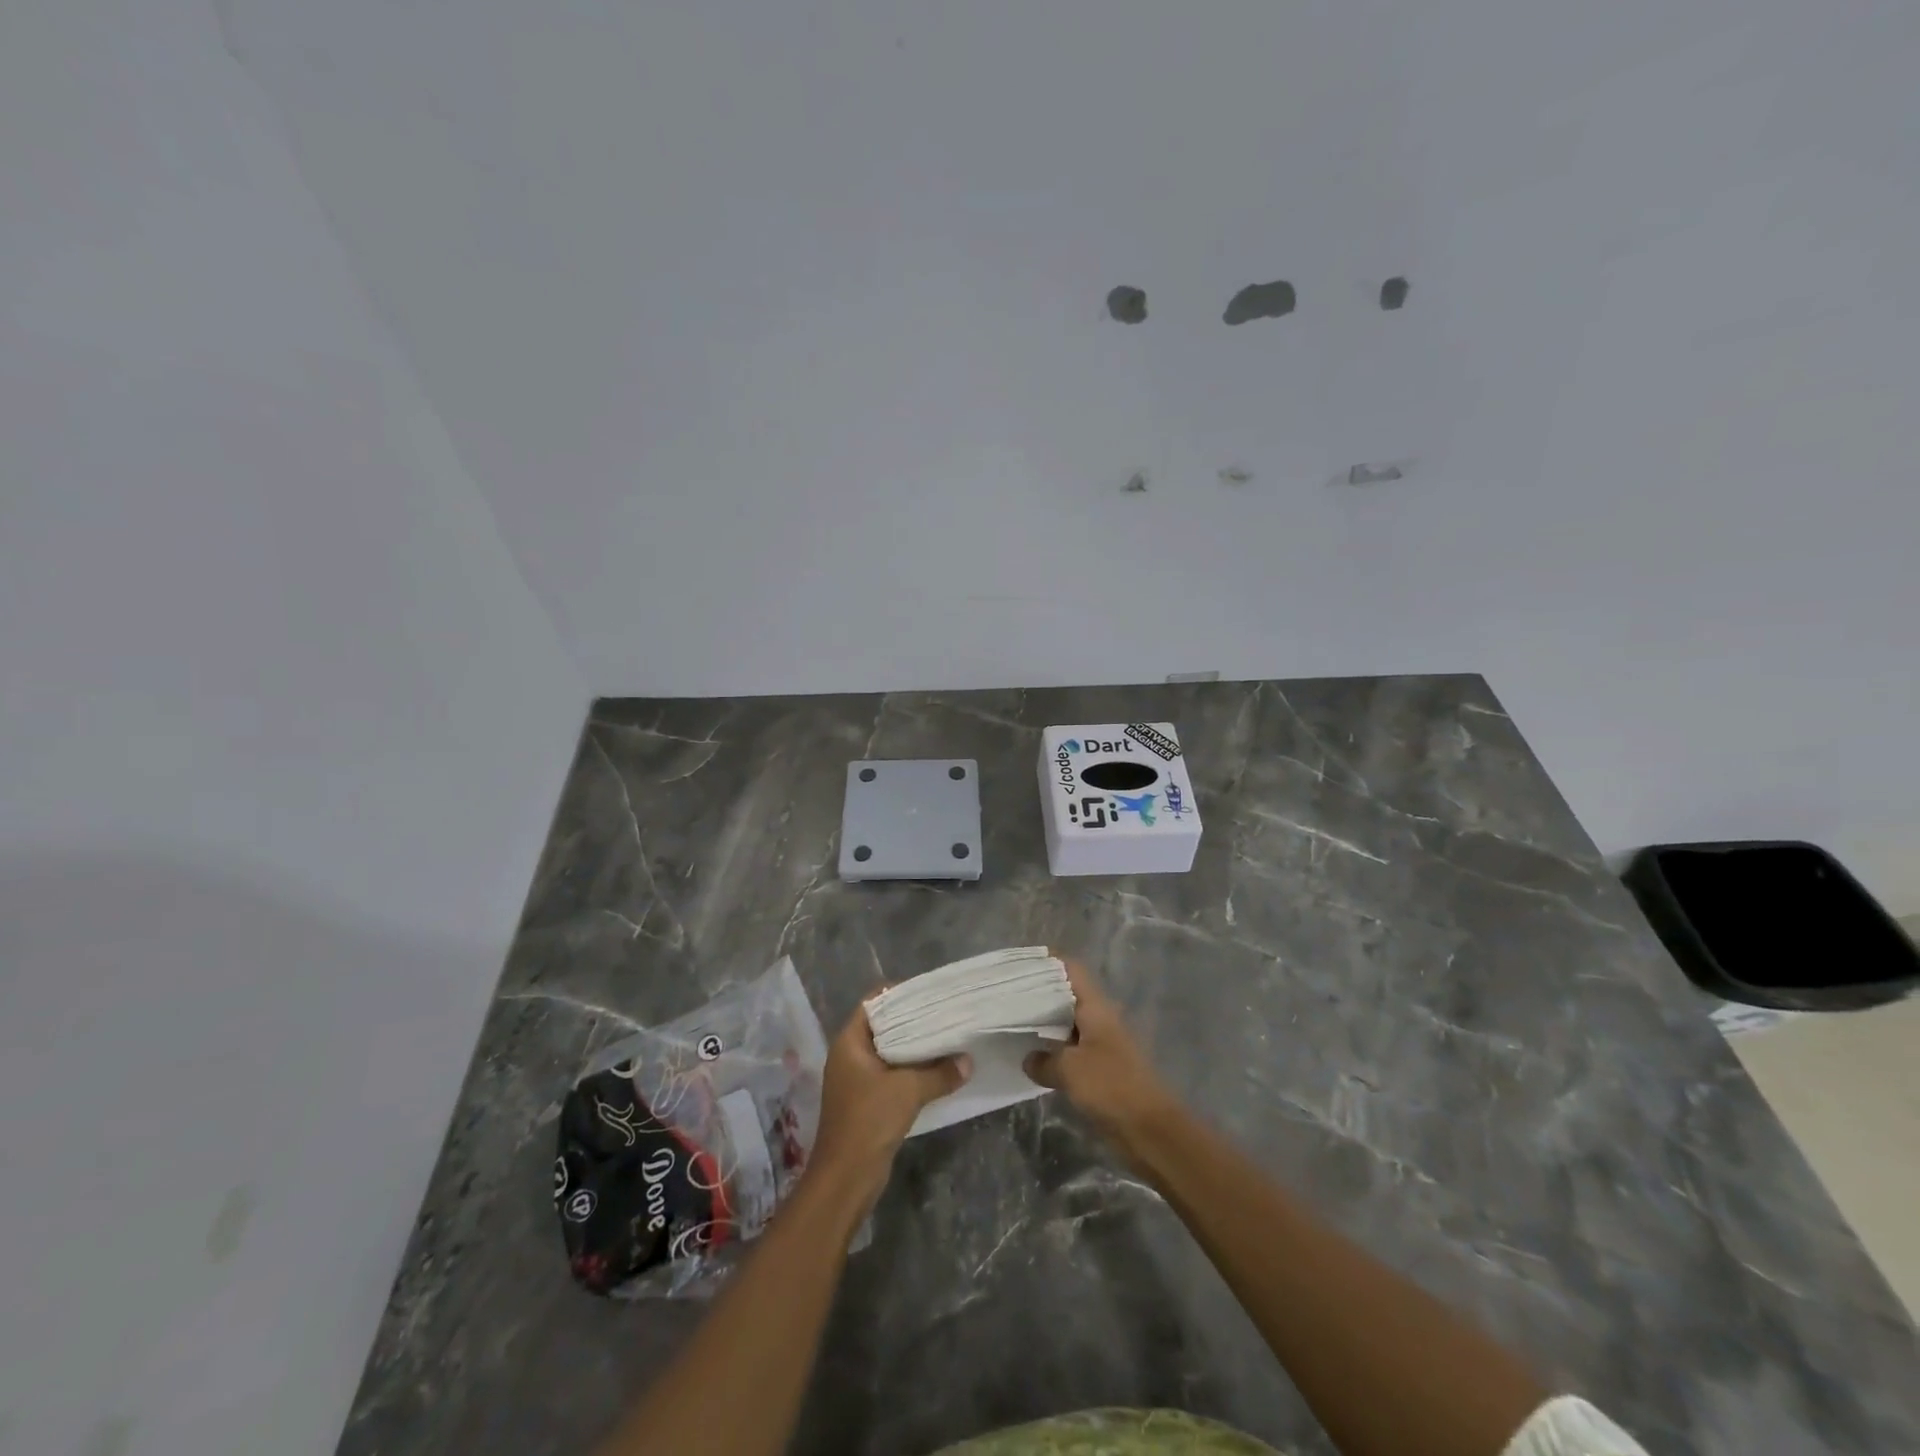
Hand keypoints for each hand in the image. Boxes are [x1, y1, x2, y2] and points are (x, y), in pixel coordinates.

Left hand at [808, 999, 969, 1209]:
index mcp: (849, 1042)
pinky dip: (912, 1071)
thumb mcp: (909, 1090)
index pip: (874, 1003)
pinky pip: (892, 1075)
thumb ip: (940, 1072)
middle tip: (945, 1013)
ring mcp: (857, 1080)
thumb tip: (968, 1061)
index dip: (899, 994)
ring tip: (947, 1038)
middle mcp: (850, 1056)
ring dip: (915, 1049)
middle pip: (883, 1027)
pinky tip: (938, 1071)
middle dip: (913, 1022)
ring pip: (890, 1053)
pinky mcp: (867, 1102)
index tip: (929, 993)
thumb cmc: (869, 1120)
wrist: (846, 1178)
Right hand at [1024, 956, 1181, 1151]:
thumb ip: (1044, 1060)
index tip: (1021, 962)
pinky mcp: (1101, 1070)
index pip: (1071, 970)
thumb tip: (1029, 1058)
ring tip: (1011, 1022)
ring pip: (1067, 1023)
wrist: (1150, 1130)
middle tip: (1007, 994)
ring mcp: (1101, 1044)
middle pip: (1067, 994)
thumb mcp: (1069, 1070)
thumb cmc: (1111, 1087)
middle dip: (1039, 993)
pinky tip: (1031, 1057)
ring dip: (1044, 1024)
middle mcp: (1099, 1019)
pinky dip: (1053, 1050)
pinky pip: (1071, 1051)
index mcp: (1096, 1007)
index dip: (1048, 961)